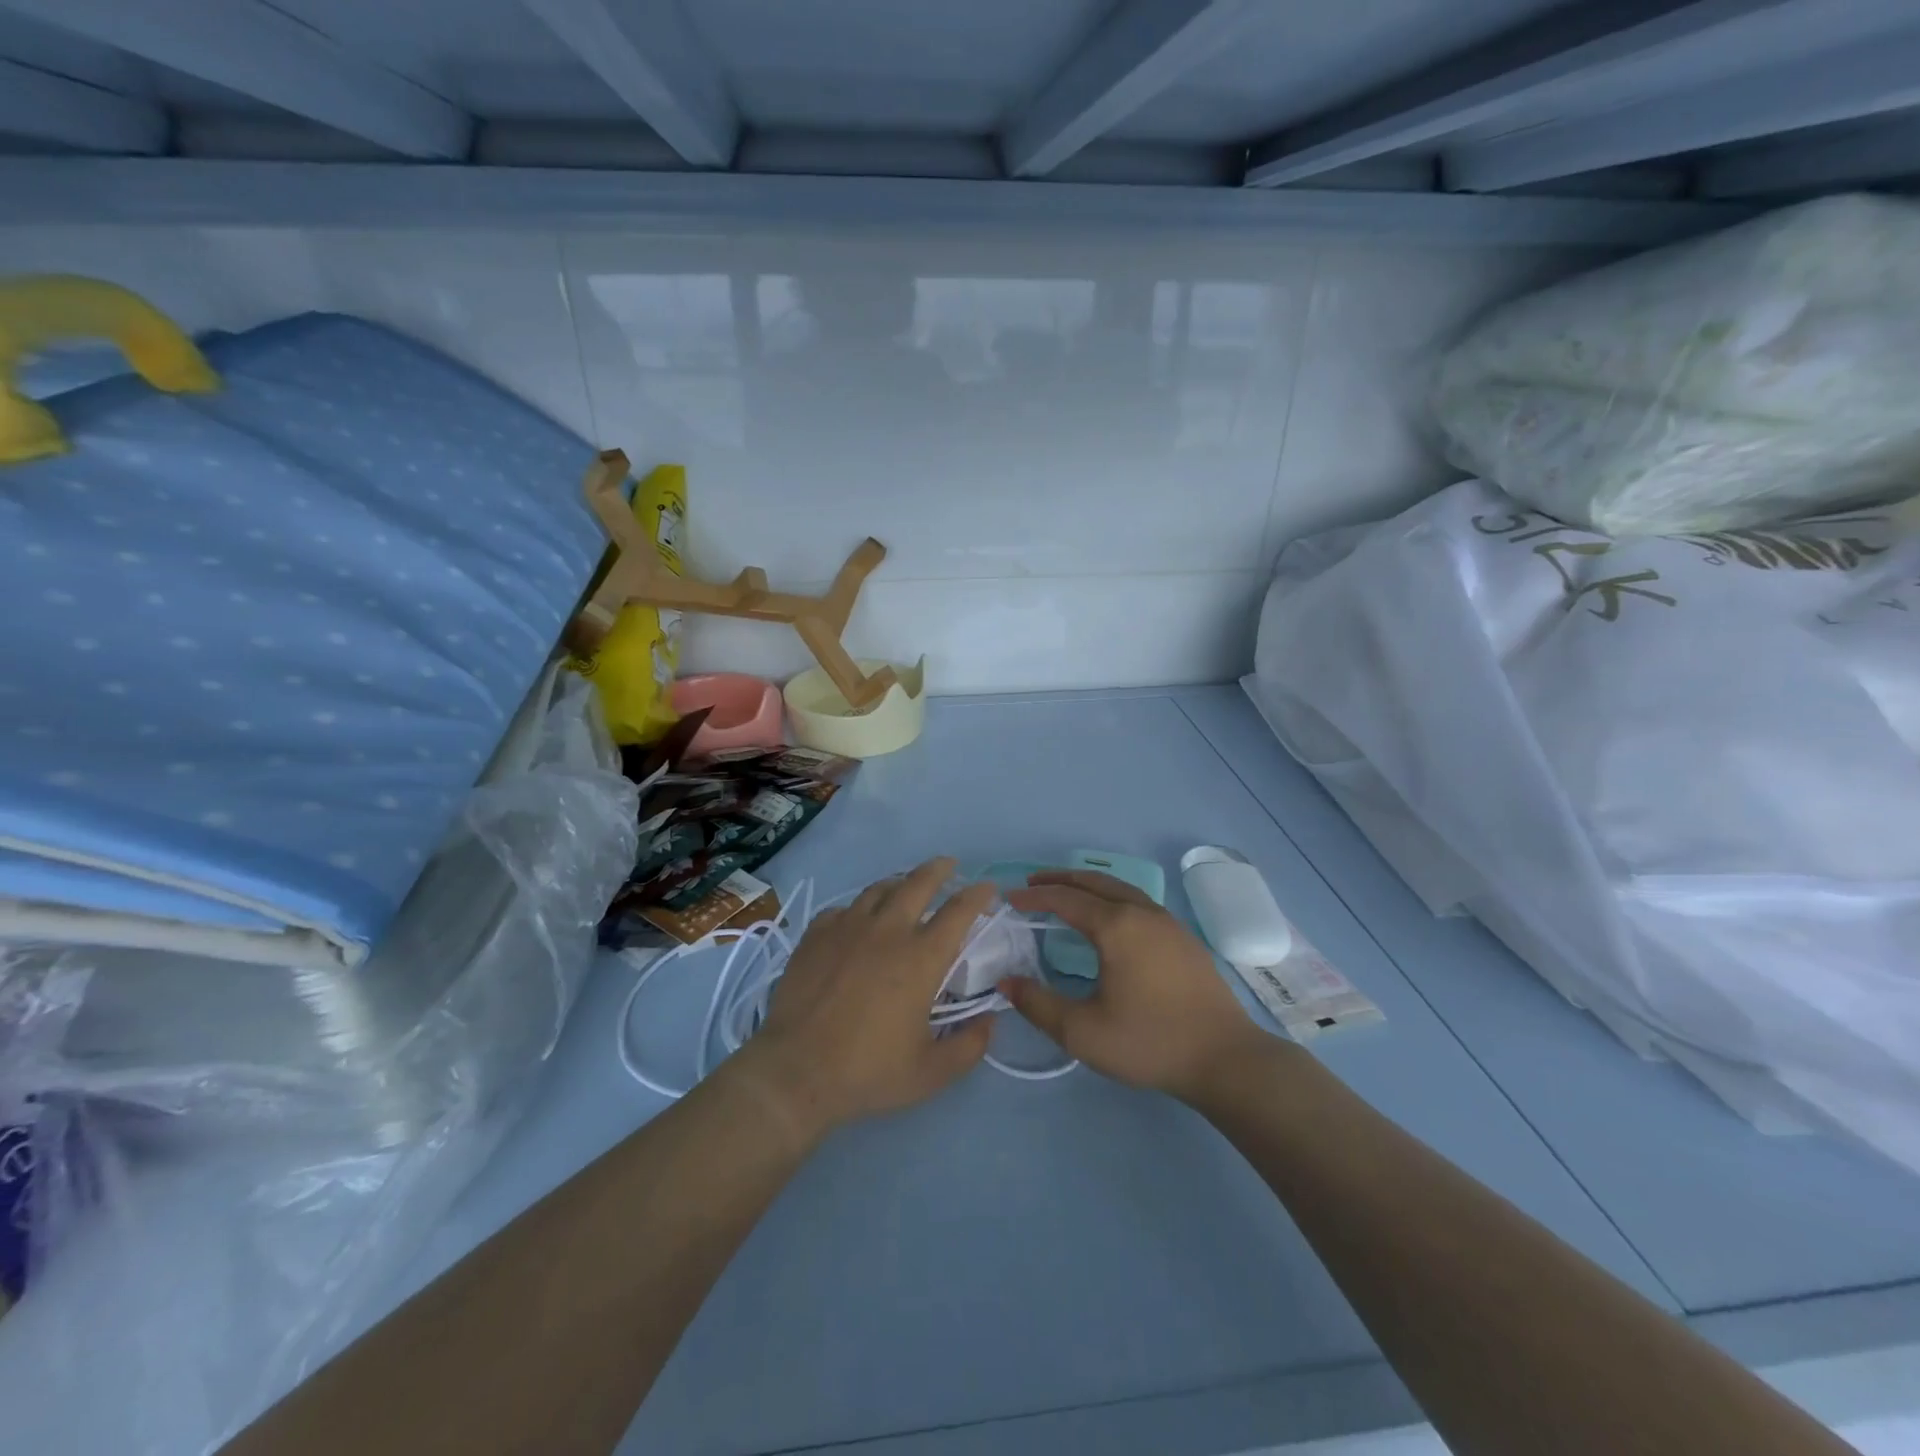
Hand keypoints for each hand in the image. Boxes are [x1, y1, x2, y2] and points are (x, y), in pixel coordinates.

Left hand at [741, 858, 995, 1133]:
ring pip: (879, 889)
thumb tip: (989, 1022)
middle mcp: (888, 931)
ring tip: (904, 887)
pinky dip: (857, 910)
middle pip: (918, 883)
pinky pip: (842, 909)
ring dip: (898, 884)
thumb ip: (969, 1046)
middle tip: (949, 866)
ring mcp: (847, 928)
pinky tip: (856, 921)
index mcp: (921, 958)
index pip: (959, 911)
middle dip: (939, 869)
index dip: (978, 895)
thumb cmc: (868, 1072)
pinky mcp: (816, 935)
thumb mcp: (932, 1072)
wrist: (796, 1072)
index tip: (987, 888)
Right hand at [1003, 870, 1270, 1100]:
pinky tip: (1110, 919)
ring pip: (1120, 888)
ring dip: (1089, 886)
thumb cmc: (1150, 1042)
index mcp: (1116, 927)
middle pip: (1094, 882)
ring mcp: (1168, 922)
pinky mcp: (1183, 938)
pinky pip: (1138, 902)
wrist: (1225, 1058)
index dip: (1035, 897)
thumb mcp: (1083, 1032)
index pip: (1065, 899)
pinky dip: (1112, 898)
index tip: (1010, 899)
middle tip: (1033, 884)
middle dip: (1060, 879)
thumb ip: (1039, 1005)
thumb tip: (1006, 982)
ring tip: (1067, 894)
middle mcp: (1141, 913)